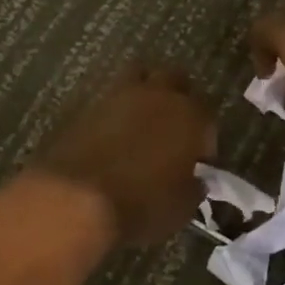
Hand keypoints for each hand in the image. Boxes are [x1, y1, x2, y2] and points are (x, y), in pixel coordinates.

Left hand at [32, 67, 215, 245]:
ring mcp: (120, 95)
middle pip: (175, 79)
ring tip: (142, 122)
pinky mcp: (89, 104)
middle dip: (179, 98)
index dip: (206, 138)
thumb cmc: (141, 204)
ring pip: (140, 76)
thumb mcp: (181, 208)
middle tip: (174, 128)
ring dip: (145, 93)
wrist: (76, 198)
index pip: (208, 115)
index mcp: (190, 115)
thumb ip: (193, 187)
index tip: (199, 161)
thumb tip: (195, 180)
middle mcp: (158, 95)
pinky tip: (114, 134)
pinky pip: (110, 98)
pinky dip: (116, 110)